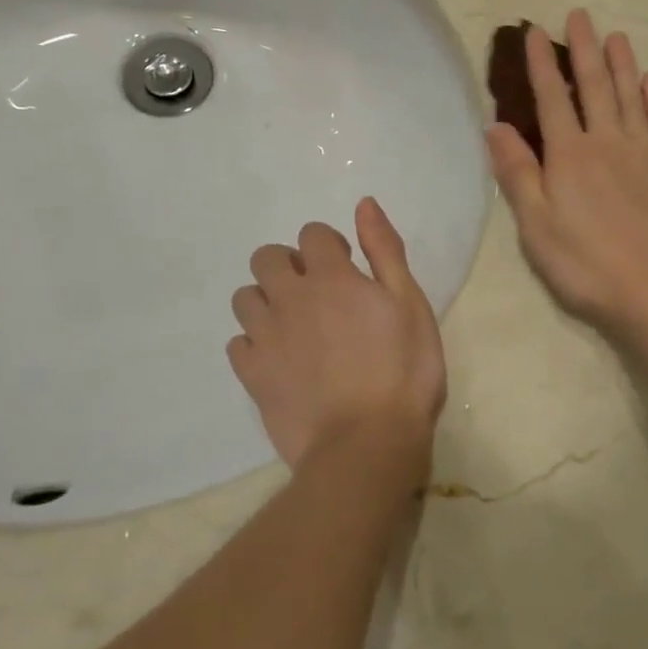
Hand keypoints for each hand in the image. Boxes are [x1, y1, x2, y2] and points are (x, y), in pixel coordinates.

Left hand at [227, 197, 445, 479]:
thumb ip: (385, 250)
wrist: (367, 444)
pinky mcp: (252, 375)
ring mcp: (265, 337)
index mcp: (331, 277)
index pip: (312, 234)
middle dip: (288, 265)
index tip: (349, 270)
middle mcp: (290, 298)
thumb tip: (363, 204)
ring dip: (267, 301)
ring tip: (295, 327)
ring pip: (245, 298)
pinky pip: (237, 343)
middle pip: (266, 258)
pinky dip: (254, 344)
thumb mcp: (410, 304)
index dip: (330, 246)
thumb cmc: (404, 371)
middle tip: (317, 295)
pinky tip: (279, 360)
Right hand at [487, 9, 647, 335]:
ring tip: (616, 36)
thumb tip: (495, 126)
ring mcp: (644, 152)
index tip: (535, 31)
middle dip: (584, 49)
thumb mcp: (536, 225)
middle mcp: (608, 141)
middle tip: (580, 15)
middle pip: (594, 86)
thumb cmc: (584, 262)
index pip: (551, 98)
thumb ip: (517, 173)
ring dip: (622, 64)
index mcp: (570, 154)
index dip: (542, 63)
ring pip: (631, 96)